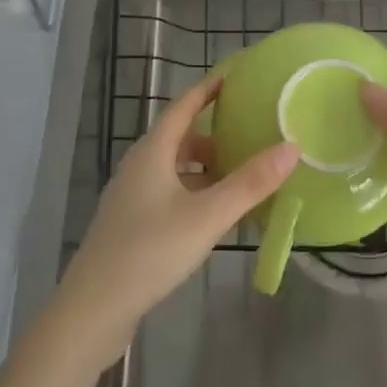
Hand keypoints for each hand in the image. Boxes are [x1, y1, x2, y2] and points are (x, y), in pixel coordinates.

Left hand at [53, 76, 298, 367]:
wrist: (94, 309)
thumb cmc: (150, 251)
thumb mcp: (207, 216)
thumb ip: (250, 183)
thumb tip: (291, 146)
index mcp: (153, 152)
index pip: (184, 105)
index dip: (209, 89)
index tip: (236, 76)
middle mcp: (139, 166)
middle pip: (180, 138)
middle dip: (215, 134)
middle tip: (251, 135)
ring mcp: (132, 197)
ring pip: (176, 169)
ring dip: (206, 168)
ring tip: (242, 178)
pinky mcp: (132, 225)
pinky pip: (170, 194)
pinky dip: (196, 194)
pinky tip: (215, 216)